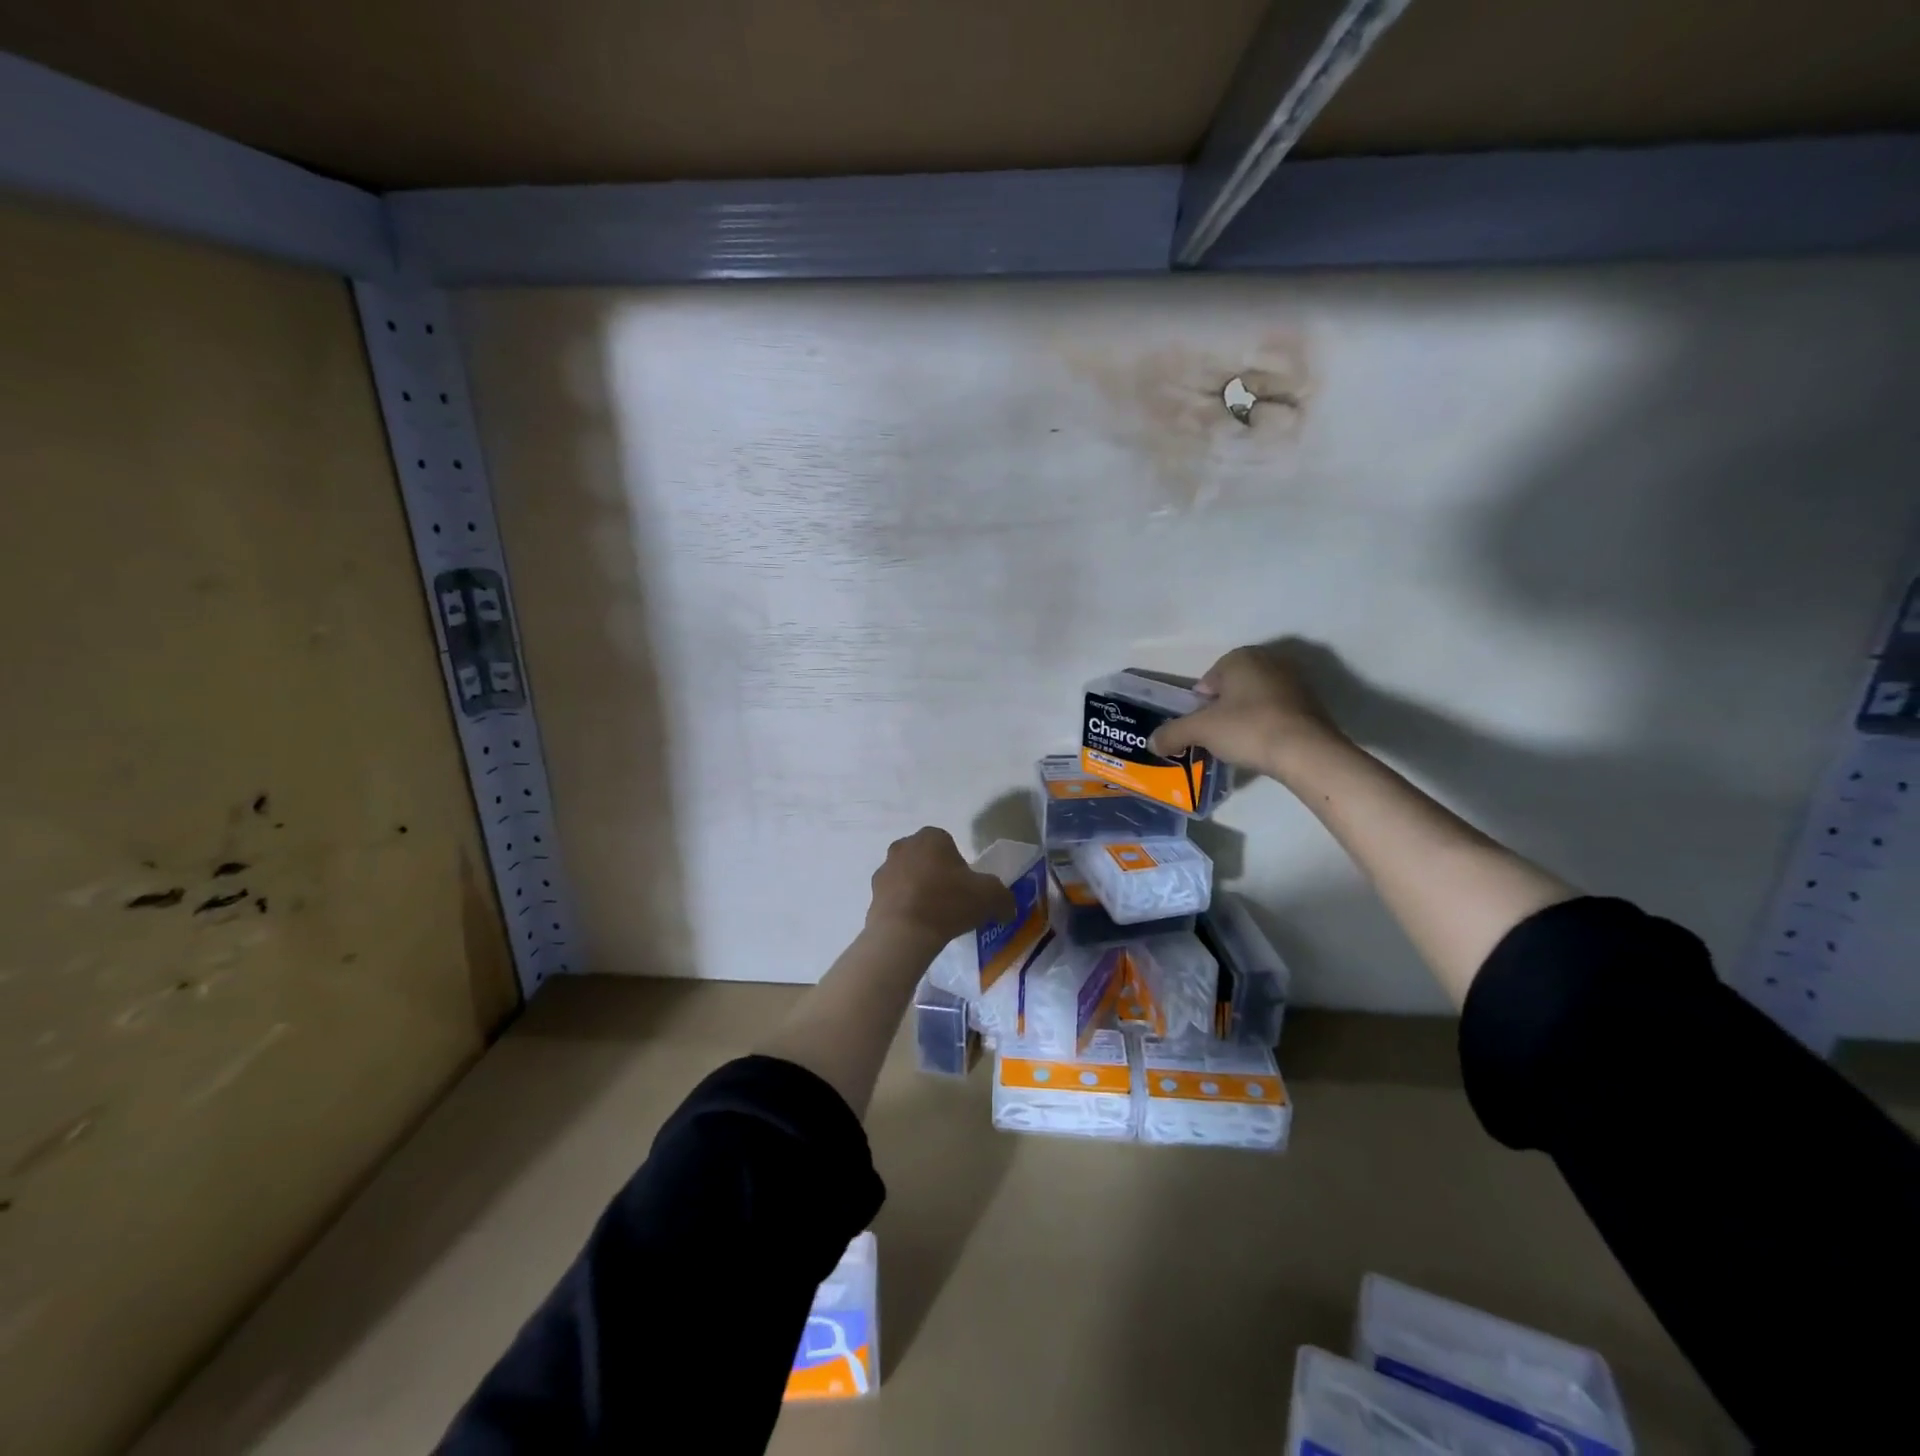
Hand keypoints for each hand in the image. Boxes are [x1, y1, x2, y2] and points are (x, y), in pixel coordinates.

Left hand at [865, 827, 1016, 945]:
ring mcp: (885, 869)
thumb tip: (1007, 909)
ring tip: (933, 917)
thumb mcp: (991, 897)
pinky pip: (895, 897)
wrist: (904, 932)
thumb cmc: (948, 903)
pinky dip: (904, 908)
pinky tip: (916, 926)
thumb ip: (1003, 898)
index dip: (960, 866)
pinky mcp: (872, 894)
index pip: (949, 845)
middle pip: (927, 858)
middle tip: (951, 901)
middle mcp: (904, 846)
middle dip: (937, 875)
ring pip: (909, 877)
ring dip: (918, 890)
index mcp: (932, 837)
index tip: (966, 888)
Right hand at [1148, 643, 1344, 780]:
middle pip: (1232, 690)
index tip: (1200, 729)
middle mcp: (1269, 660)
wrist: (1306, 751)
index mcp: (1240, 657)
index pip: (1207, 681)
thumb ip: (1172, 733)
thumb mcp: (1200, 731)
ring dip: (1244, 719)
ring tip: (1239, 745)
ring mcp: (1294, 681)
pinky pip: (1277, 713)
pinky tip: (1263, 746)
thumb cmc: (1248, 728)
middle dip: (1222, 711)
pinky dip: (1267, 726)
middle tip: (1216, 738)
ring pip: (1255, 701)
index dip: (1199, 707)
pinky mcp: (1312, 703)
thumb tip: (1151, 743)